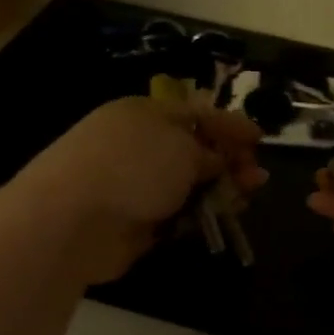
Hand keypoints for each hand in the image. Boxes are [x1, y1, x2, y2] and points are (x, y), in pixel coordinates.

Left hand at [17, 96, 266, 283]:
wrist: (73, 220)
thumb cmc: (132, 167)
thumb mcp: (181, 147)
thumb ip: (208, 152)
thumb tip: (214, 162)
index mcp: (146, 114)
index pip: (197, 112)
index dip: (230, 124)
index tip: (260, 139)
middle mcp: (140, 146)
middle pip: (195, 150)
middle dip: (229, 161)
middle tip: (256, 177)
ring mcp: (136, 185)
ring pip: (188, 186)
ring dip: (219, 191)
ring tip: (244, 199)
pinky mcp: (135, 221)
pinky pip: (176, 215)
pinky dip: (198, 216)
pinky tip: (218, 220)